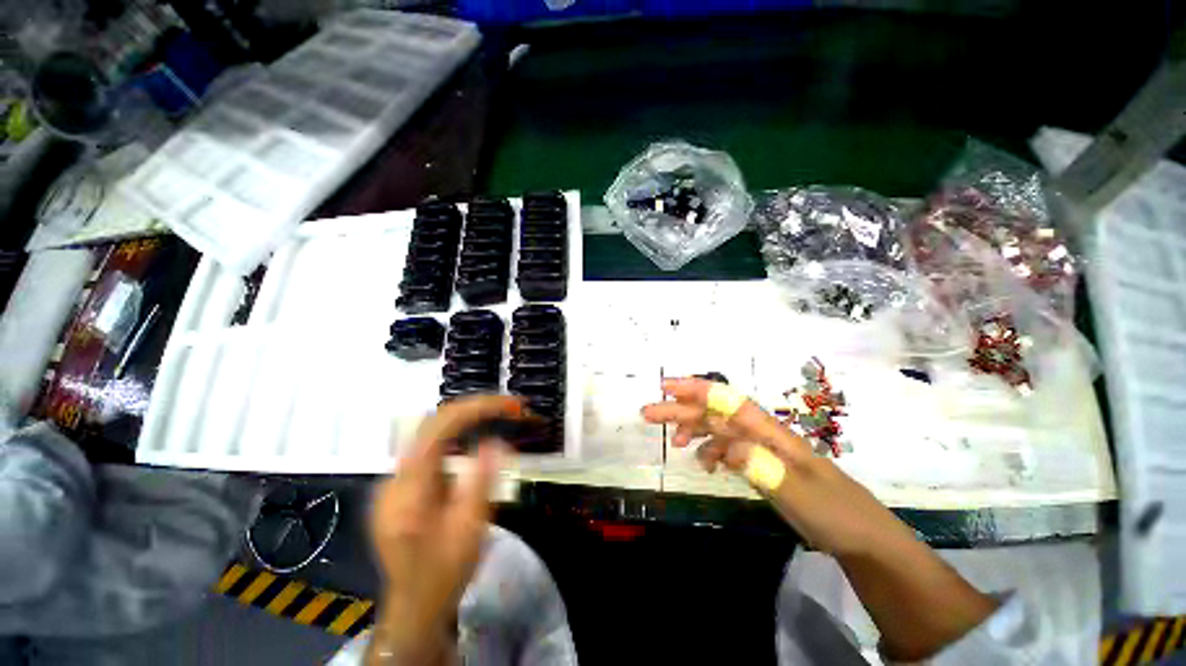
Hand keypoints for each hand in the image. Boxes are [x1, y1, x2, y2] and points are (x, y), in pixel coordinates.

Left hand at [367, 395, 521, 664]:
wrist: (414, 607)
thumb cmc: (445, 572)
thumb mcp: (469, 530)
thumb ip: (481, 480)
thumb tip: (494, 439)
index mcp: (410, 488)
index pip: (440, 427)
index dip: (477, 408)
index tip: (511, 405)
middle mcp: (396, 477)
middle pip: (434, 423)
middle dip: (475, 408)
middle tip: (511, 407)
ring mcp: (395, 481)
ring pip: (432, 432)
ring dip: (468, 418)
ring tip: (500, 415)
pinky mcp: (402, 486)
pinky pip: (432, 448)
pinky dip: (458, 434)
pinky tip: (477, 439)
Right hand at [641, 377, 867, 555]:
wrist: (862, 537)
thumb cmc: (837, 513)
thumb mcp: (802, 495)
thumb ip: (765, 468)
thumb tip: (727, 446)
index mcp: (769, 432)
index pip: (727, 401)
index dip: (695, 390)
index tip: (666, 386)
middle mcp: (760, 434)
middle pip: (714, 412)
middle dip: (680, 409)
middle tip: (648, 413)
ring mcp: (759, 449)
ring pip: (717, 429)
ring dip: (692, 429)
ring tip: (673, 442)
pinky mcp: (759, 465)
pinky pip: (726, 450)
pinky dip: (709, 452)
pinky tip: (704, 465)